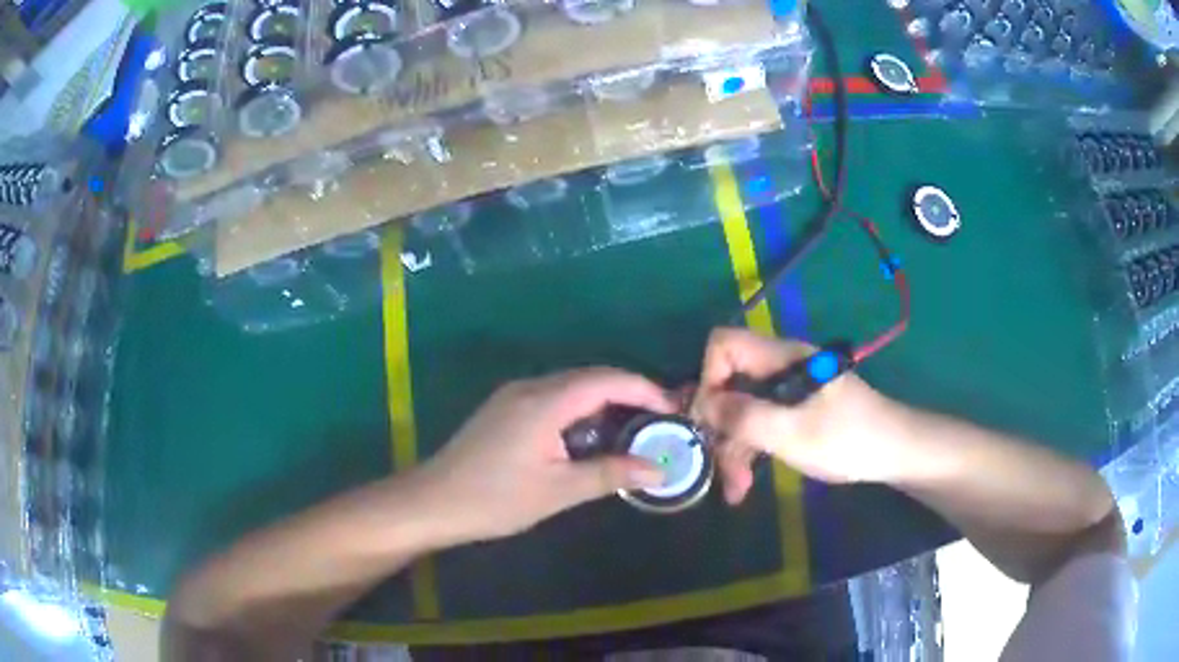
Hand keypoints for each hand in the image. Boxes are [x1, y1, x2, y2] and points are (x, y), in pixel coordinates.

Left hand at [417, 368, 674, 541]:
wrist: (433, 502)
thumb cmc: (495, 499)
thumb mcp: (558, 491)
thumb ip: (610, 474)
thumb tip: (660, 469)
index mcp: (545, 401)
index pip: (607, 380)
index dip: (645, 389)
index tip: (673, 410)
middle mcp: (530, 387)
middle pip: (590, 377)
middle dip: (629, 393)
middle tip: (659, 421)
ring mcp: (514, 395)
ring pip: (571, 386)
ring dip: (605, 401)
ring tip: (633, 428)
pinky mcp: (505, 408)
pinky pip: (554, 396)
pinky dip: (581, 408)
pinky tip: (590, 435)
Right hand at [691, 329, 903, 503]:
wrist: (895, 452)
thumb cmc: (849, 439)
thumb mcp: (794, 433)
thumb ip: (746, 417)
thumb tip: (702, 406)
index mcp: (781, 358)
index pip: (724, 345)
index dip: (709, 378)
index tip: (711, 421)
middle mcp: (779, 367)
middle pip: (729, 384)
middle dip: (719, 427)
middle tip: (717, 468)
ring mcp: (786, 391)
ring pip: (741, 410)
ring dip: (733, 448)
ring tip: (736, 490)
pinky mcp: (793, 412)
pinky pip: (758, 424)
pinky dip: (749, 451)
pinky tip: (745, 484)